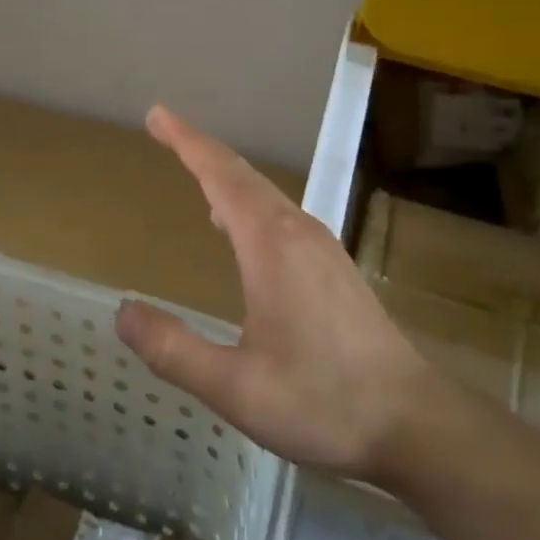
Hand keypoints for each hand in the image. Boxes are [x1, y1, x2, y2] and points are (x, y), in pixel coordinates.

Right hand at [115, 107, 433, 482]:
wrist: (416, 425)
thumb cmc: (323, 403)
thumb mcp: (236, 387)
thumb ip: (174, 350)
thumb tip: (123, 312)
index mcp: (271, 246)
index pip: (220, 176)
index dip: (186, 142)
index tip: (157, 115)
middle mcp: (298, 233)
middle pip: (244, 176)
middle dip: (201, 150)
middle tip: (165, 129)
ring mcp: (323, 249)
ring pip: (267, 195)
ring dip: (227, 177)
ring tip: (196, 172)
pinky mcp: (336, 270)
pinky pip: (281, 216)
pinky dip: (250, 203)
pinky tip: (242, 230)